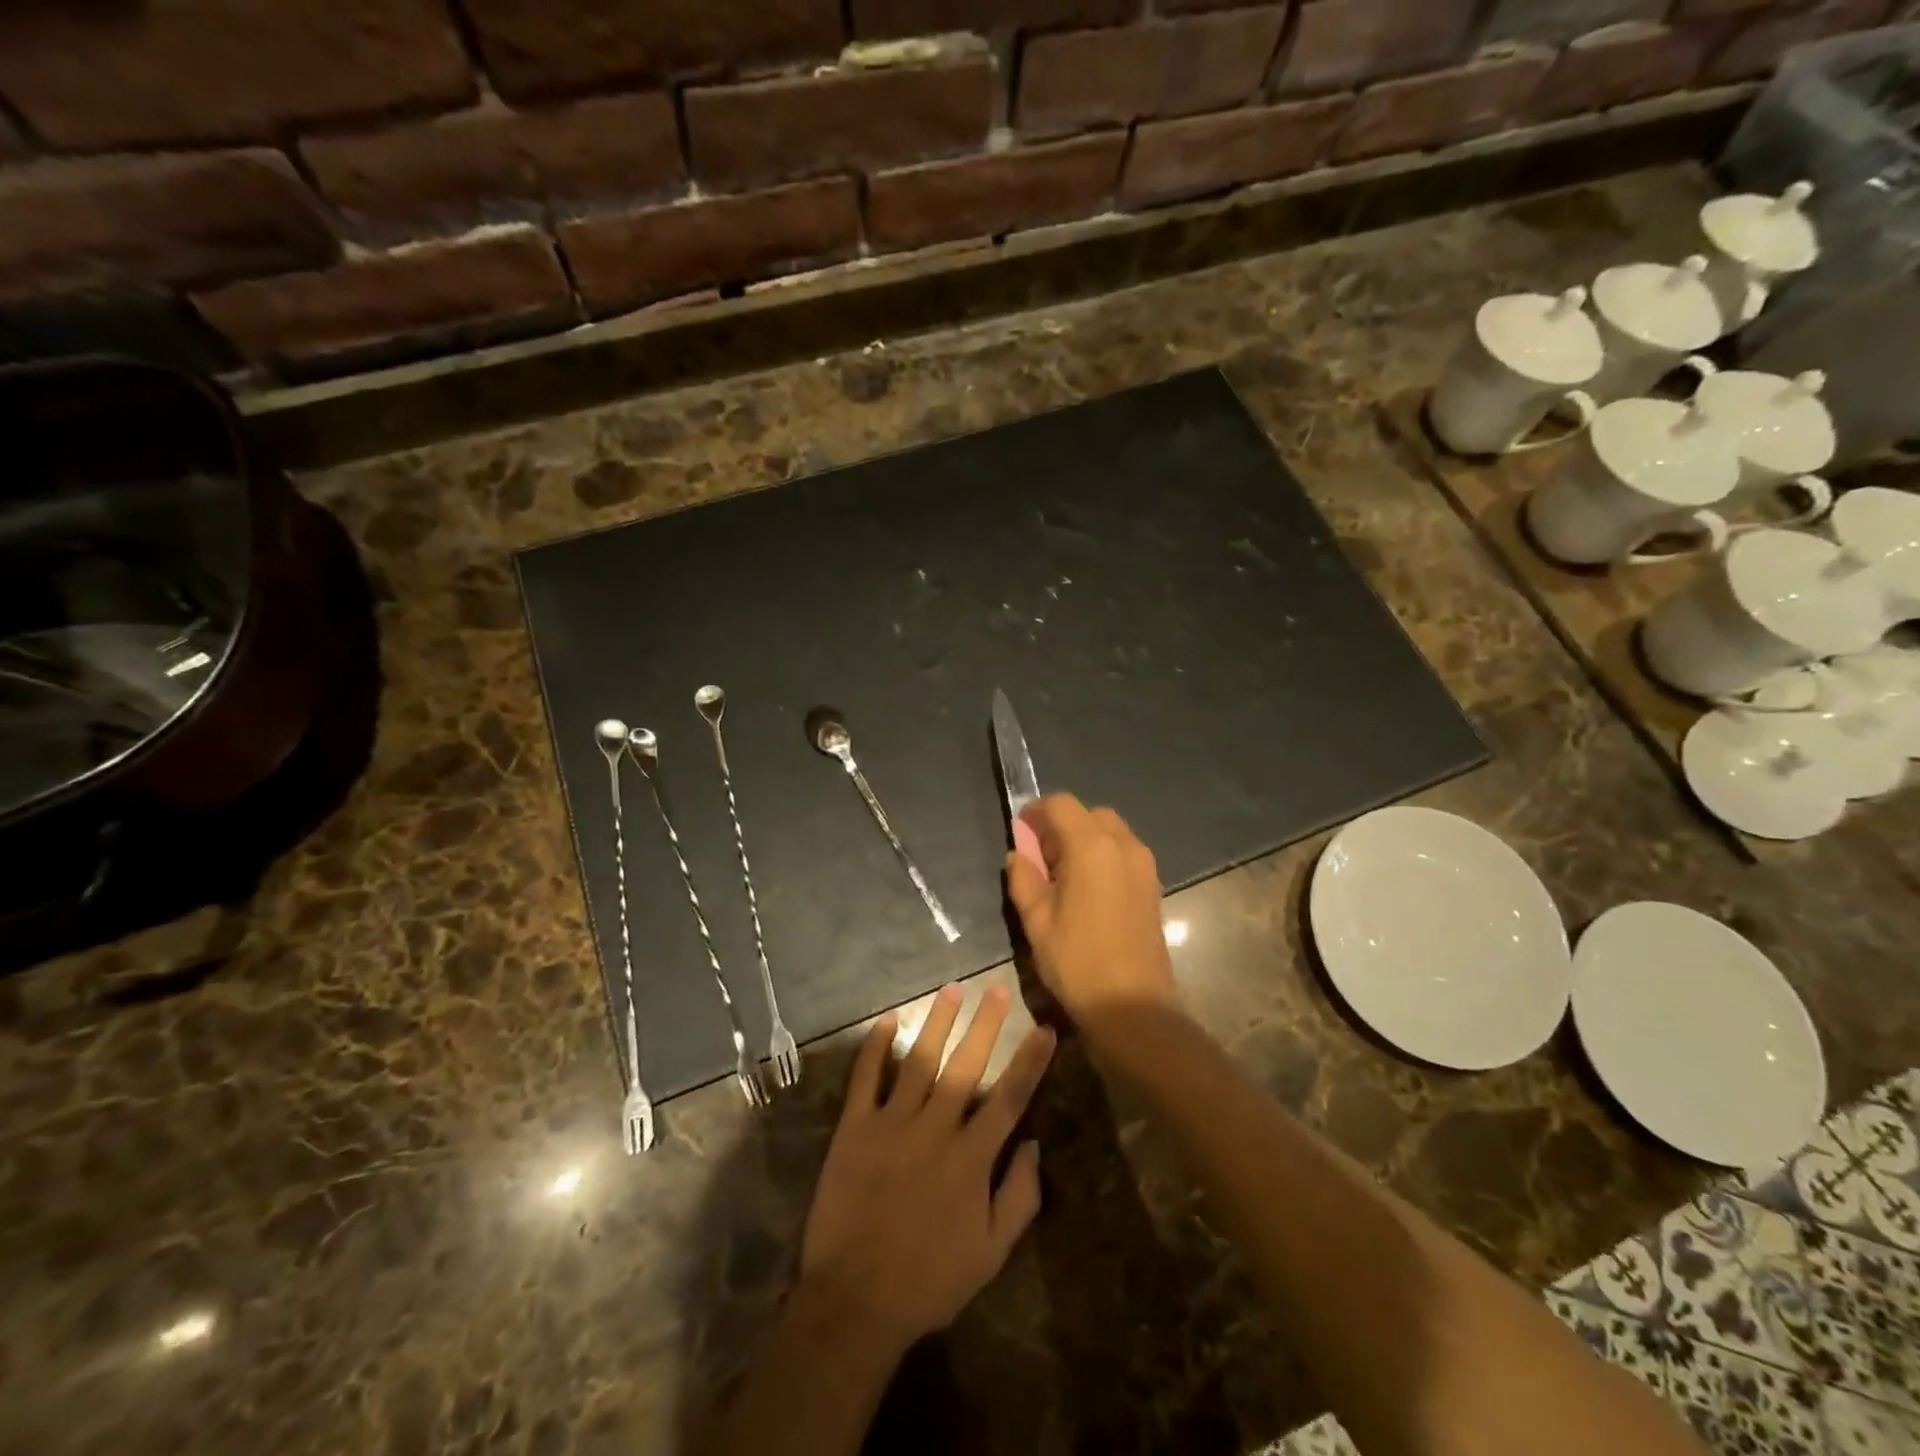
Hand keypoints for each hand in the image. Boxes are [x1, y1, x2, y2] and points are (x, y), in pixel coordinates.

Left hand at [798, 983, 1055, 1351]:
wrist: (855, 1300)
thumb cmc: (929, 1280)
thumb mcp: (990, 1253)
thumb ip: (1019, 1197)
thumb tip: (1035, 1144)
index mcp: (971, 1157)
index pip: (1010, 1097)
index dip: (1030, 1062)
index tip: (1045, 1029)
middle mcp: (935, 1128)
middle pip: (966, 1066)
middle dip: (986, 1025)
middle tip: (997, 990)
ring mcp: (892, 1123)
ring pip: (920, 1060)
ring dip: (937, 1023)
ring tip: (952, 990)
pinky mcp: (855, 1128)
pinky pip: (865, 1079)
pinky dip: (874, 1048)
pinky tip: (887, 1020)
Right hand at [1005, 794, 1177, 1026]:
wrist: (1134, 1006)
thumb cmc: (1078, 962)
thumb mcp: (1037, 922)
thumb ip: (1024, 880)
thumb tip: (1019, 855)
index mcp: (1091, 847)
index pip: (1061, 804)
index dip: (1037, 811)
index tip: (1021, 831)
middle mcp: (1123, 845)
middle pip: (1089, 813)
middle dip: (1062, 824)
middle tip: (1041, 856)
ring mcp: (1144, 864)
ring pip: (1110, 830)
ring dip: (1084, 838)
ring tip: (1063, 874)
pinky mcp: (1153, 884)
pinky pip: (1124, 851)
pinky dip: (1103, 854)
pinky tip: (1087, 888)